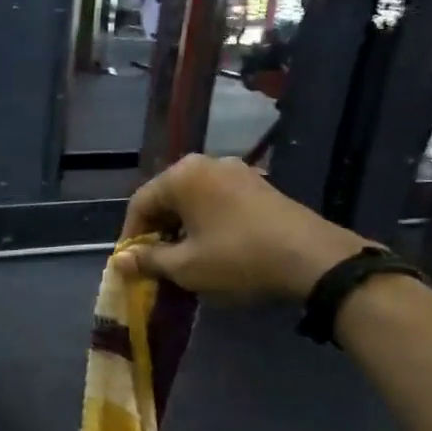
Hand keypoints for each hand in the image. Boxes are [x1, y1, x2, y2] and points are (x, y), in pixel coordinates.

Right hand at [113, 154, 370, 297]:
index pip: (140, 203)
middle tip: (155, 264)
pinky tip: (212, 248)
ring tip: (183, 260)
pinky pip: (217, 201)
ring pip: (193, 200)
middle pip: (166, 198)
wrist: (311, 257)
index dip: (130, 236)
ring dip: (181, 229)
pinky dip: (206, 223)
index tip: (131, 265)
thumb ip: (148, 260)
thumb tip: (120, 261)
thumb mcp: (186, 266)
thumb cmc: (237, 258)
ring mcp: (236, 171)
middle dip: (156, 231)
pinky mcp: (258, 185)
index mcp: (183, 175)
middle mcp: (207, 163)